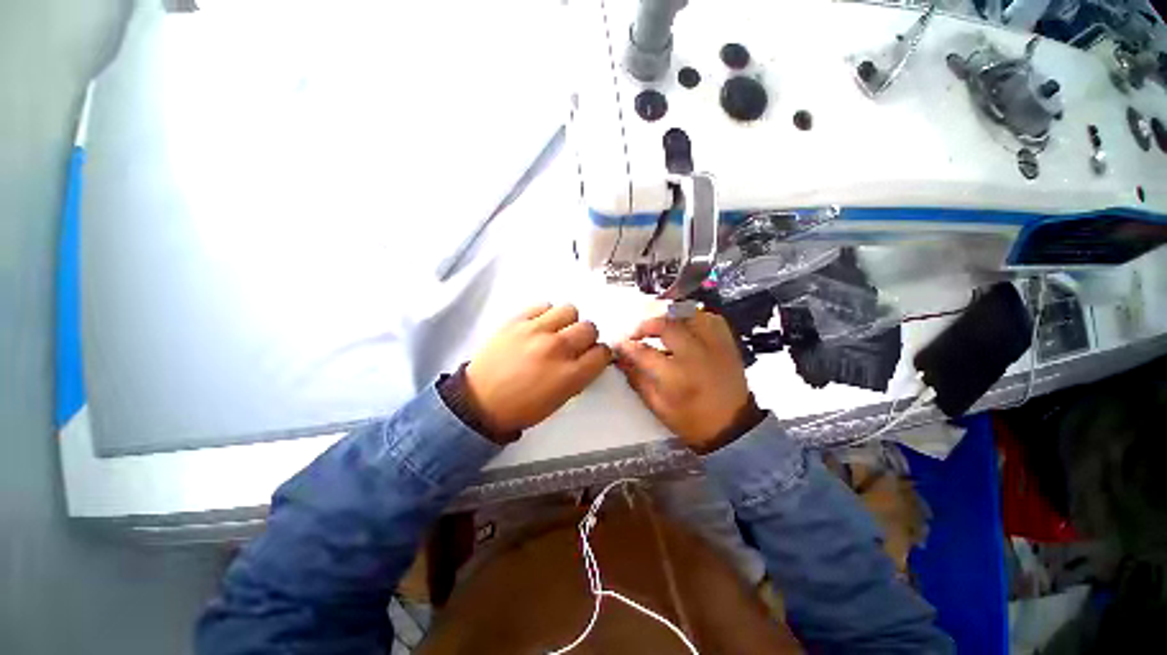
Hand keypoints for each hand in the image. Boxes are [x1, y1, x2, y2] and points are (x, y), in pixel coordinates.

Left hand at [465, 303, 610, 434]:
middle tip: (574, 345)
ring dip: (568, 322)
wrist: (480, 402)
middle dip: (586, 338)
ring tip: (557, 332)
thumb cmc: (521, 408)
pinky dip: (546, 314)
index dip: (599, 355)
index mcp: (570, 375)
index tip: (592, 356)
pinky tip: (539, 326)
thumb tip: (589, 359)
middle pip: (589, 328)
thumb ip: (579, 377)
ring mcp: (536, 331)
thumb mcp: (560, 400)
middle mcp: (557, 349)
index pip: (602, 353)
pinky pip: (544, 305)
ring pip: (570, 310)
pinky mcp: (517, 321)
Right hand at [614, 310, 759, 451]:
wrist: (733, 427)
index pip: (644, 352)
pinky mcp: (727, 343)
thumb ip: (638, 379)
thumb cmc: (692, 420)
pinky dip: (695, 318)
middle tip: (637, 333)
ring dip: (670, 317)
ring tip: (660, 325)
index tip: (620, 344)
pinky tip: (686, 326)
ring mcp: (714, 346)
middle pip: (666, 325)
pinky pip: (711, 319)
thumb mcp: (659, 406)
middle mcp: (695, 355)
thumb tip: (623, 359)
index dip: (627, 346)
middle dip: (646, 325)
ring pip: (689, 315)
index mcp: (676, 376)